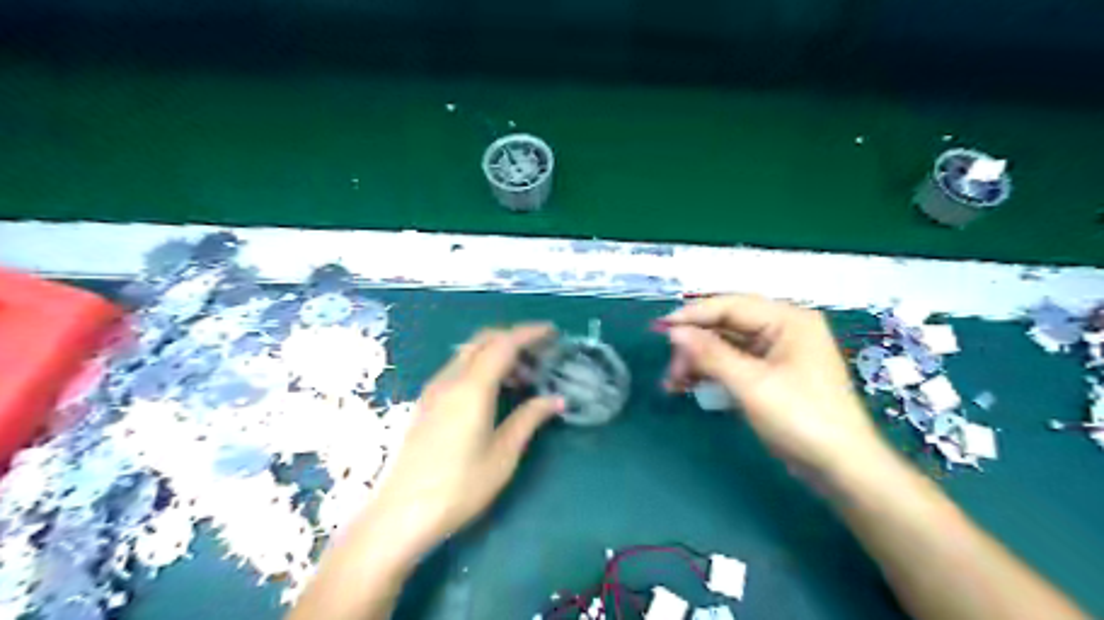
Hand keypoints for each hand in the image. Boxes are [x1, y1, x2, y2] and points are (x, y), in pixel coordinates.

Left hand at [370, 326, 562, 551]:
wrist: (399, 515)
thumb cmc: (458, 488)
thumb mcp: (502, 456)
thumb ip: (529, 419)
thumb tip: (556, 399)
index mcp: (471, 388)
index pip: (504, 344)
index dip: (530, 333)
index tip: (553, 332)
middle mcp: (449, 379)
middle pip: (483, 340)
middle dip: (513, 338)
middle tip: (540, 354)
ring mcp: (432, 390)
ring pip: (468, 353)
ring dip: (496, 353)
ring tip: (522, 377)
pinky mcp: (424, 403)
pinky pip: (457, 369)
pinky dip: (480, 366)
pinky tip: (492, 392)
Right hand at [663, 296, 885, 473]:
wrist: (841, 468)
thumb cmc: (801, 419)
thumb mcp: (751, 384)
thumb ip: (711, 354)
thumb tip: (674, 331)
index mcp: (788, 320)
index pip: (731, 306)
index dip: (693, 315)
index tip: (660, 329)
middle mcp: (783, 329)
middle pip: (727, 326)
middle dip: (695, 345)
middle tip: (671, 369)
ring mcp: (778, 352)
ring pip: (727, 346)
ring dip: (699, 361)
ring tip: (673, 382)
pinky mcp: (772, 374)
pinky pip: (735, 363)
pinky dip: (712, 373)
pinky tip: (690, 385)